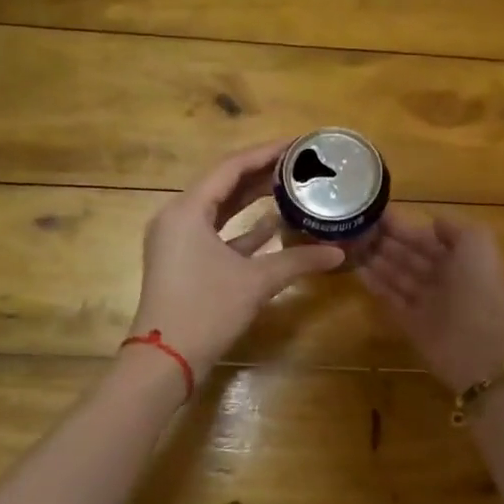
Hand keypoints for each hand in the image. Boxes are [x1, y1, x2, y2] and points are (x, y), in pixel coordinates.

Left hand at [131, 140, 346, 379]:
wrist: (165, 359)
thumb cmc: (206, 310)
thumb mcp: (256, 282)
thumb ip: (298, 261)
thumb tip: (338, 252)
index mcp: (188, 210)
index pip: (230, 167)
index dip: (265, 153)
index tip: (297, 144)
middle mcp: (177, 217)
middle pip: (223, 184)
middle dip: (261, 173)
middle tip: (298, 163)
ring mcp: (177, 240)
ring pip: (220, 209)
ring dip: (252, 199)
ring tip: (290, 186)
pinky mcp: (183, 261)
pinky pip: (215, 232)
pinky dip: (242, 228)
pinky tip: (274, 225)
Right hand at [358, 211, 503, 393]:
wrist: (480, 346)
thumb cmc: (479, 287)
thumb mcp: (477, 242)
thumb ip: (454, 228)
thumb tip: (433, 222)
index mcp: (463, 259)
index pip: (429, 239)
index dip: (406, 227)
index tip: (378, 213)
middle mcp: (445, 280)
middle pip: (411, 257)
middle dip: (387, 243)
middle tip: (358, 228)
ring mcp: (428, 303)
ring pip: (399, 277)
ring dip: (378, 261)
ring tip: (352, 245)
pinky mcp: (412, 324)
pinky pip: (391, 300)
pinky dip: (376, 286)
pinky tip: (357, 271)